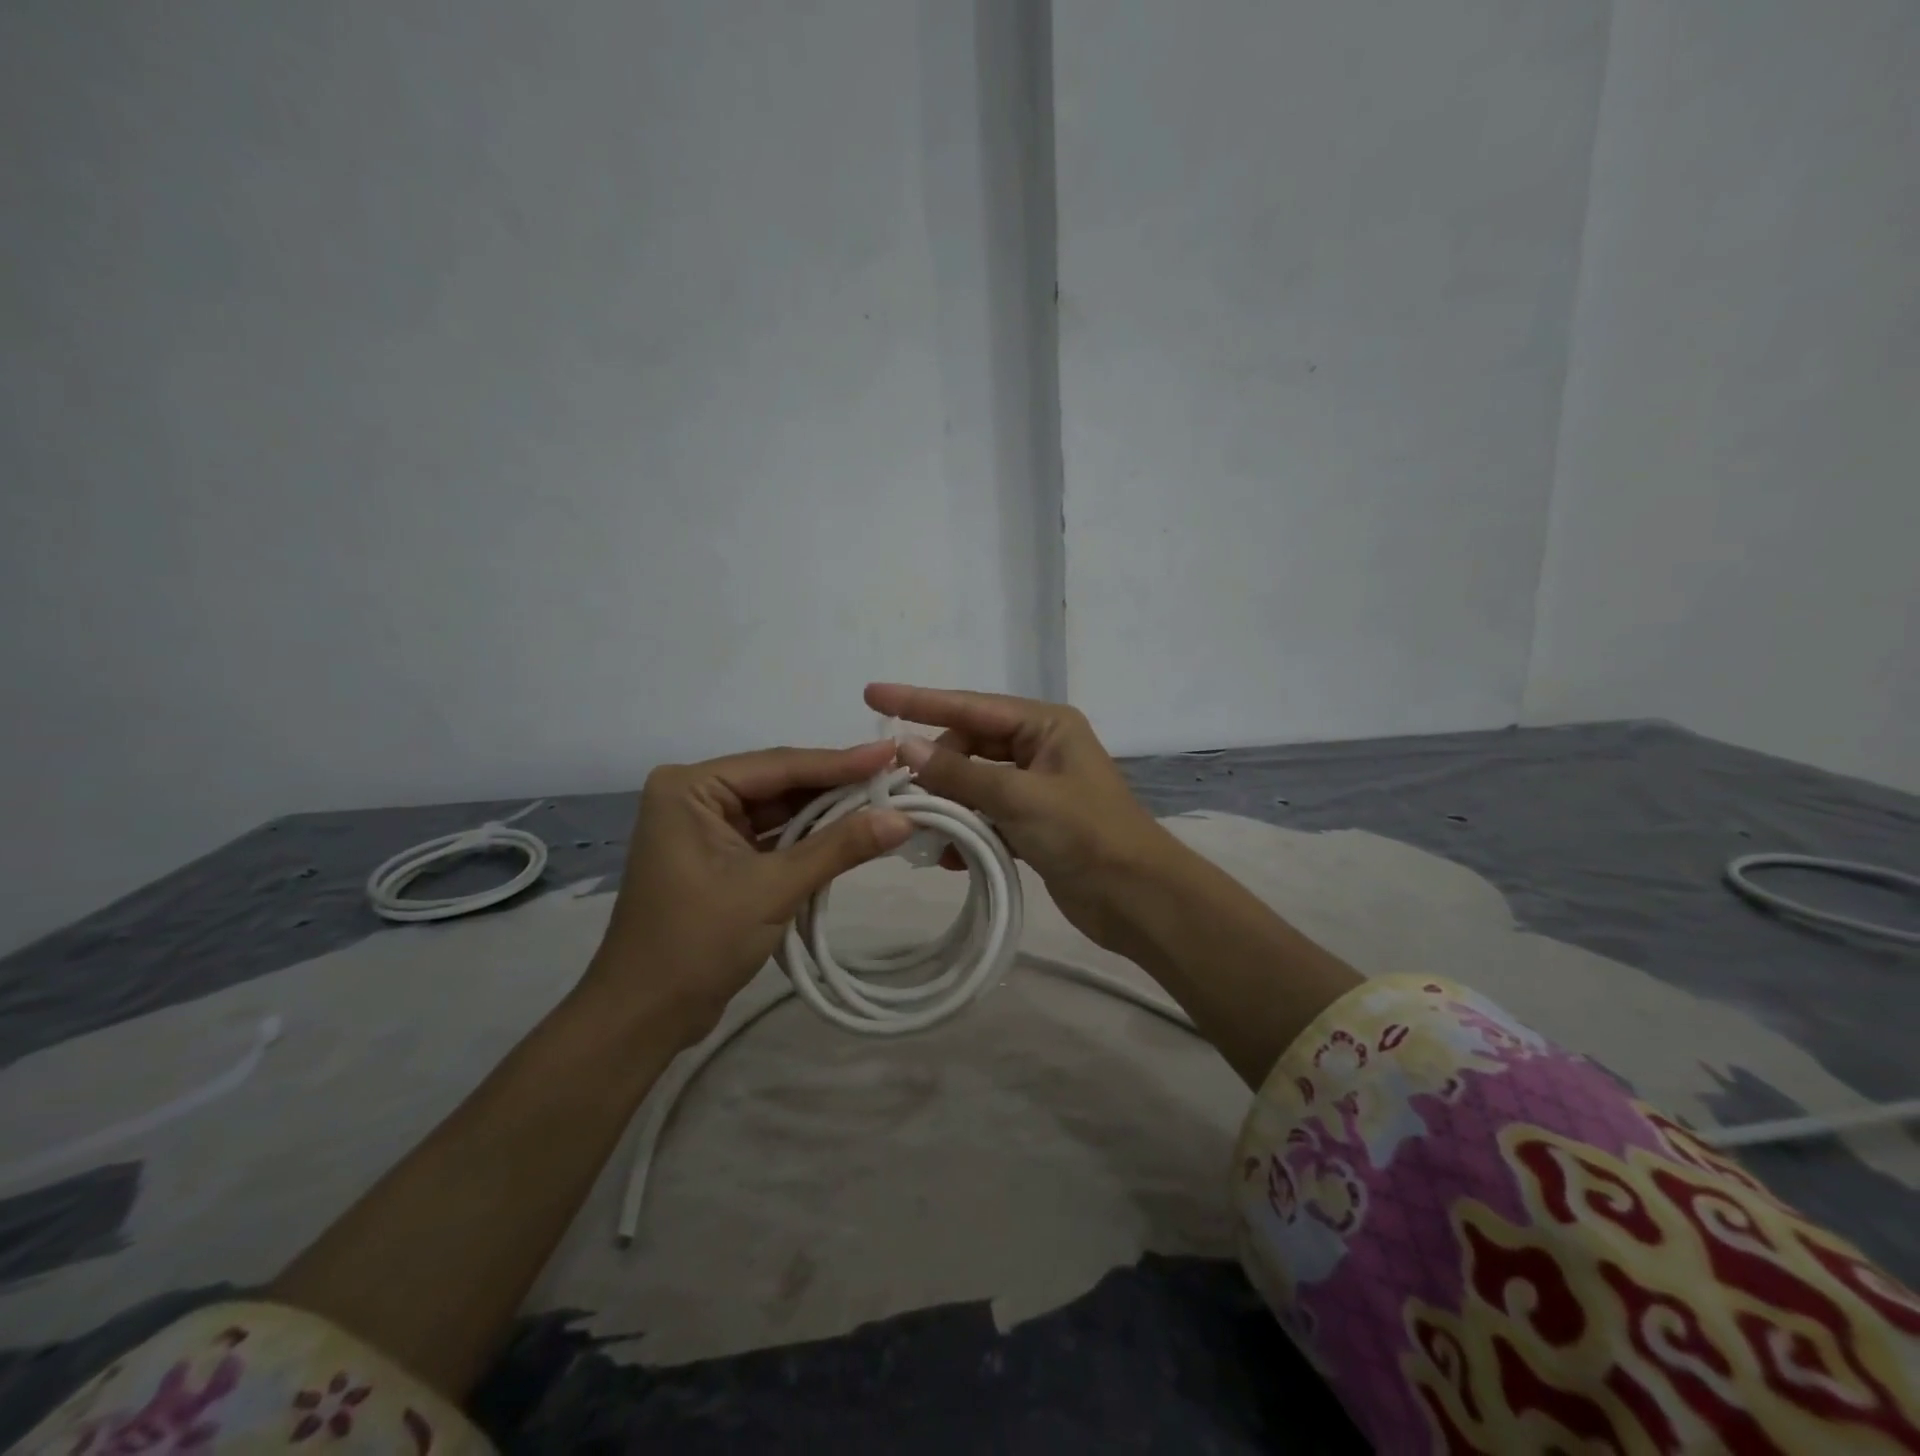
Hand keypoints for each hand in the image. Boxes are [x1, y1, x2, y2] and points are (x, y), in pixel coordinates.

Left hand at [586, 742, 913, 1042]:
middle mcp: (695, 796)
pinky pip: (773, 837)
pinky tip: (852, 833)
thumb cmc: (697, 944)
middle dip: (838, 787)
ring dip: (828, 814)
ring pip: (780, 811)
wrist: (643, 1017)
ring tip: (886, 802)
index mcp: (690, 788)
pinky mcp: (718, 857)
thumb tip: (904, 818)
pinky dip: (809, 840)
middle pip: (781, 784)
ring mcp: (706, 827)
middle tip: (897, 779)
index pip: (780, 766)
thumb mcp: (773, 889)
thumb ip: (838, 848)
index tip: (893, 754)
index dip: (841, 762)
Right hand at [864, 683, 1179, 953]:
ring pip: (974, 784)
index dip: (918, 702)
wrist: (1138, 899)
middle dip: (934, 767)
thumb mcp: (1019, 797)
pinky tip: (946, 856)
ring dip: (947, 804)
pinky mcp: (1032, 825)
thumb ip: (960, 773)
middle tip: (898, 789)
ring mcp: (1035, 787)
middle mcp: (1039, 748)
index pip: (970, 706)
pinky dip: (966, 832)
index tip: (872, 696)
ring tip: (915, 825)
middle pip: (969, 745)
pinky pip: (985, 816)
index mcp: (1045, 725)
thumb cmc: (1086, 834)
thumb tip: (904, 747)